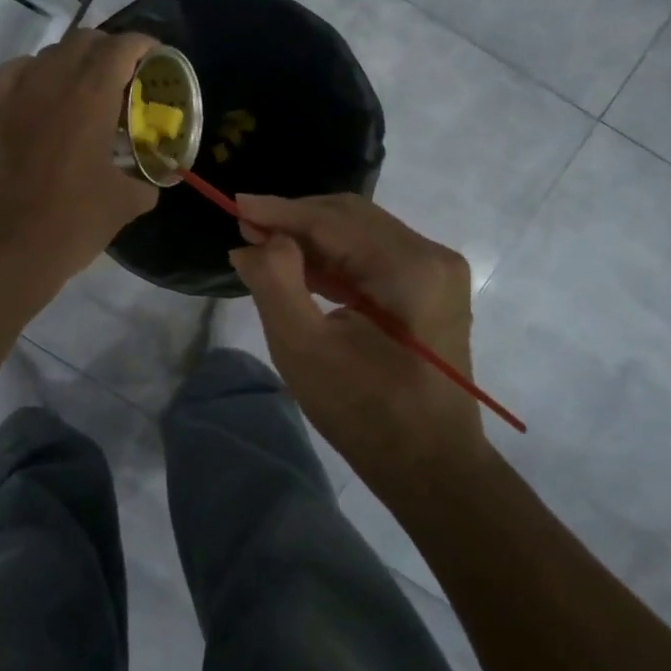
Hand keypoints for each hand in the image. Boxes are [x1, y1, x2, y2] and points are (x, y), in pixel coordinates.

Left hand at [0, 29, 159, 296]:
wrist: (8, 247)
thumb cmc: (73, 221)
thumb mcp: (125, 203)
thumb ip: (145, 182)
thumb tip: (152, 181)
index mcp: (91, 97)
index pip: (120, 48)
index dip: (143, 44)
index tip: (157, 56)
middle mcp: (53, 84)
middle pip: (84, 41)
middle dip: (110, 49)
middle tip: (129, 74)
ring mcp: (20, 96)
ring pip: (51, 53)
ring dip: (75, 59)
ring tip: (92, 87)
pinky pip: (16, 72)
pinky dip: (35, 72)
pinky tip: (45, 93)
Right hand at [228, 194, 490, 496]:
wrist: (431, 466)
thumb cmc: (365, 412)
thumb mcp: (303, 348)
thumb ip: (274, 283)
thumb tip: (254, 241)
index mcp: (409, 267)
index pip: (333, 220)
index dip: (279, 211)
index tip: (234, 205)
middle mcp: (431, 255)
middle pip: (350, 216)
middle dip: (295, 219)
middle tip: (246, 227)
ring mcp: (437, 271)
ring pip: (361, 232)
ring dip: (312, 236)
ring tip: (264, 245)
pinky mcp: (431, 288)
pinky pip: (374, 255)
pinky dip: (334, 257)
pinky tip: (300, 266)